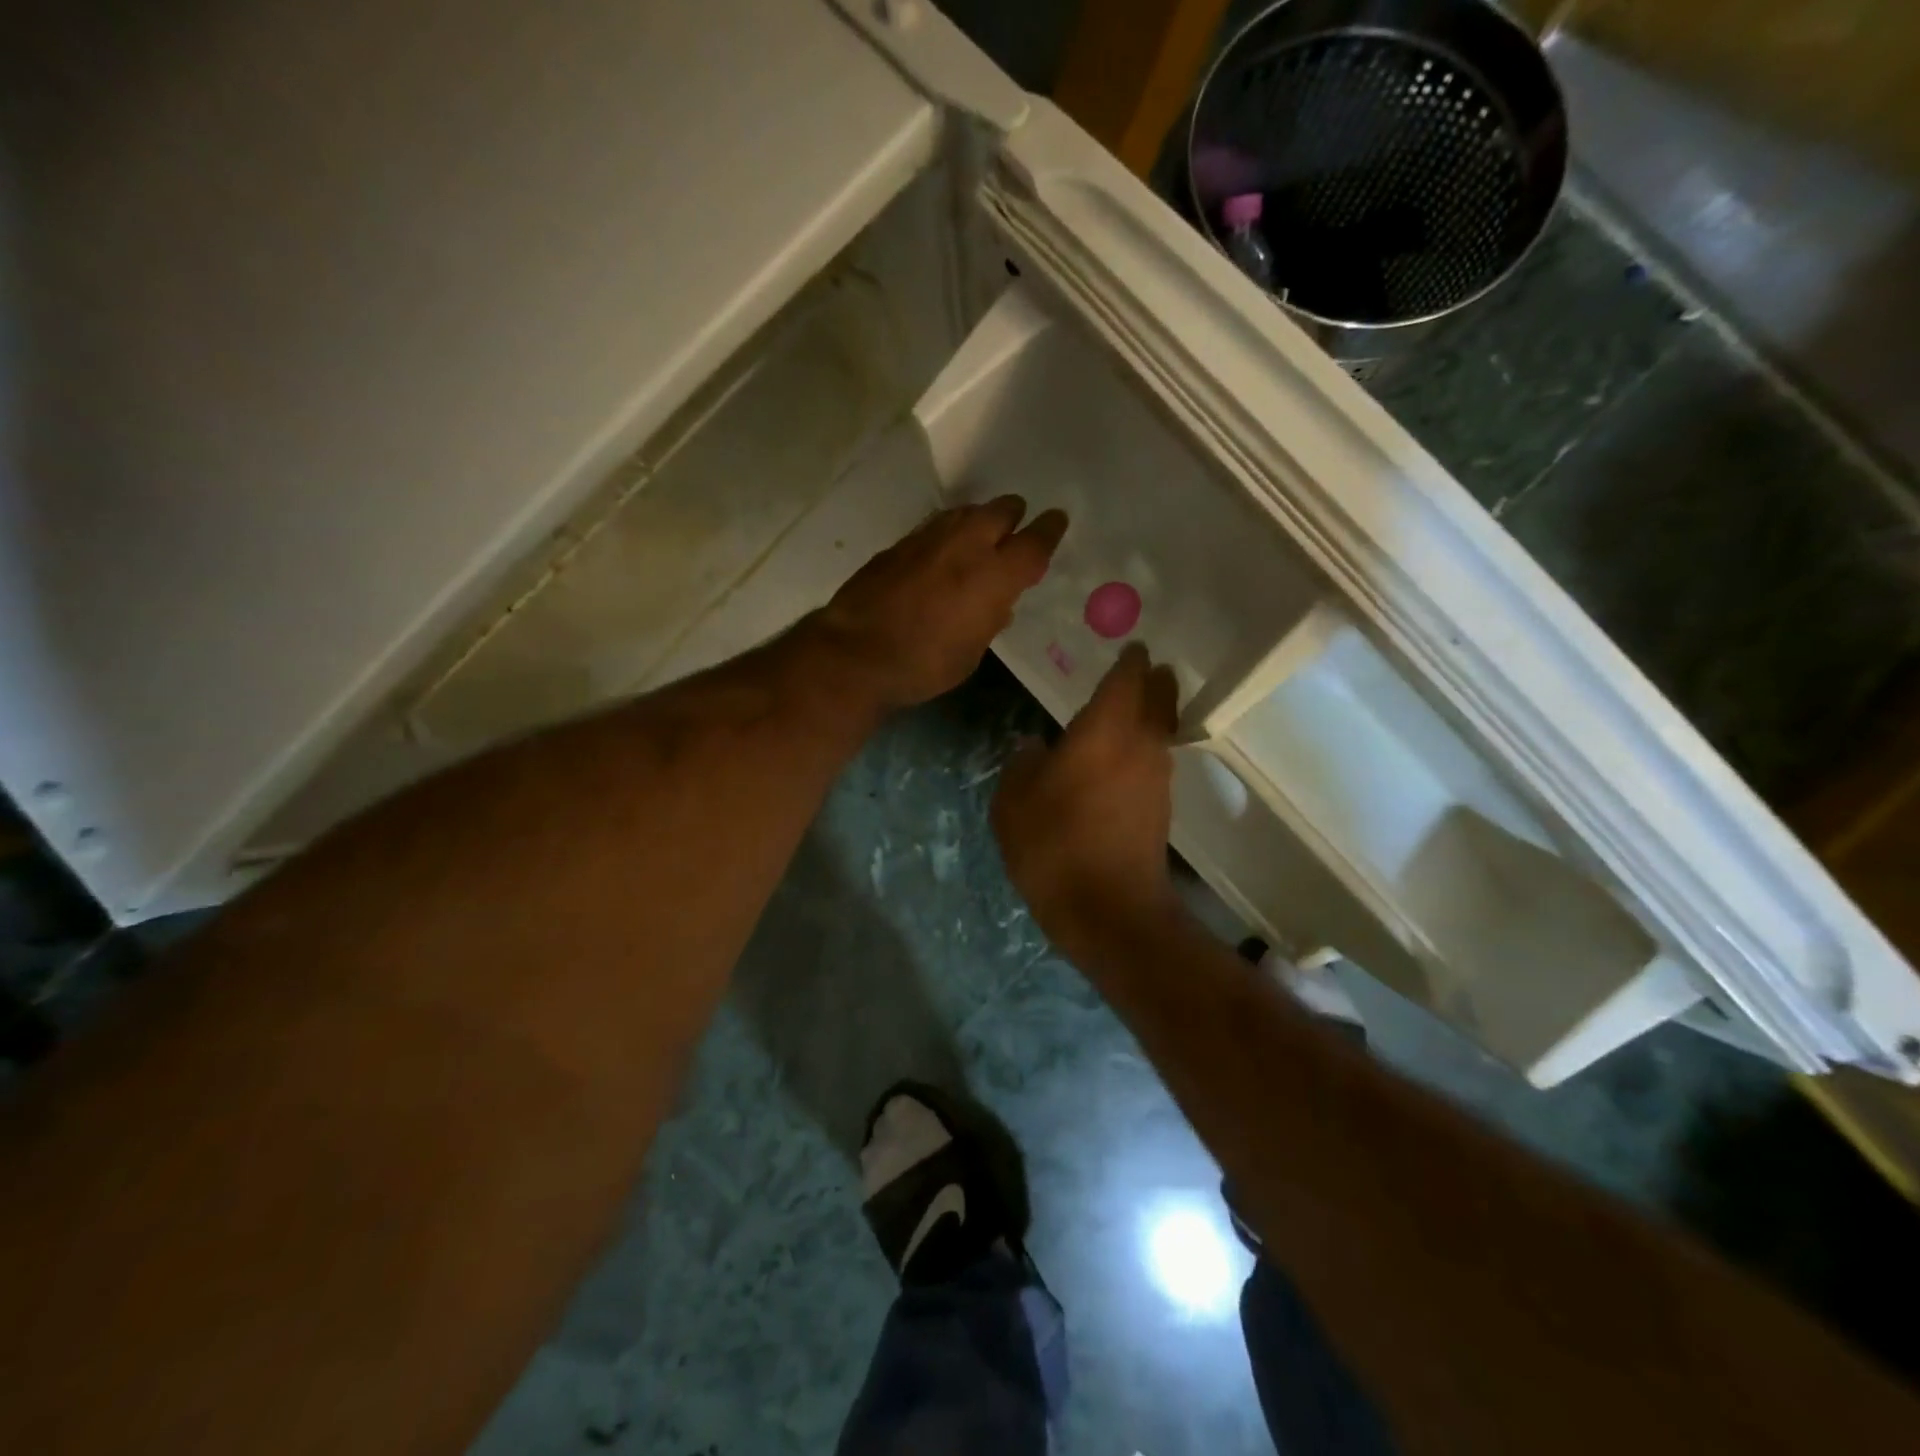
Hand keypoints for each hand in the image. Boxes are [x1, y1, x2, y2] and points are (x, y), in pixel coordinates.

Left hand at [810, 496, 1067, 711]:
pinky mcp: (899, 544)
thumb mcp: (972, 653)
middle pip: (1001, 510)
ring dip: (978, 521)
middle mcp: (966, 545)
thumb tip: (998, 605)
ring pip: (965, 512)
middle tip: (1014, 530)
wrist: (856, 654)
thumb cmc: (924, 665)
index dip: (1049, 530)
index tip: (1056, 521)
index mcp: (995, 576)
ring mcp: (929, 539)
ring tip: (979, 538)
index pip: (1034, 541)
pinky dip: (947, 534)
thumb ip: (990, 620)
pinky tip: (941, 553)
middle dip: (1013, 516)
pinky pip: (935, 527)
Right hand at [992, 643, 1182, 959]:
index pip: (1126, 678)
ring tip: (1129, 709)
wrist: (1108, 908)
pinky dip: (1143, 748)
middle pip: (1159, 698)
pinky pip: (1155, 761)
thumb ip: (1022, 763)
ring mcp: (1157, 777)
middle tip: (1144, 667)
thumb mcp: (1014, 801)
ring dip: (1151, 714)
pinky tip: (1120, 759)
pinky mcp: (1161, 808)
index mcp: (1105, 729)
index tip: (1131, 645)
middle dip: (1154, 679)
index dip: (1129, 659)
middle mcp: (1141, 744)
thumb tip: (1034, 746)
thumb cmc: (1054, 843)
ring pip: (1160, 730)